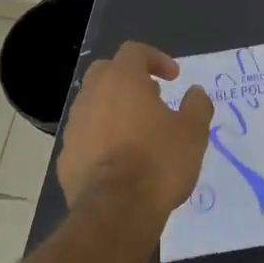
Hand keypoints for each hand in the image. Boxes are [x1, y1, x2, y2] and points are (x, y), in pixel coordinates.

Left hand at [59, 42, 212, 220]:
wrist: (116, 211)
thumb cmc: (159, 162)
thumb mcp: (193, 132)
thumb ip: (197, 105)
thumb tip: (195, 93)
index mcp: (122, 80)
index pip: (134, 51)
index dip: (156, 59)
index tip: (173, 78)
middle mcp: (92, 95)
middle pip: (106, 71)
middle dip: (128, 78)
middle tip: (151, 97)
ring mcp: (75, 126)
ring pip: (92, 104)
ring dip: (113, 109)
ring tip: (136, 132)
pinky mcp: (66, 157)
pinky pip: (85, 136)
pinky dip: (101, 138)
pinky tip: (118, 160)